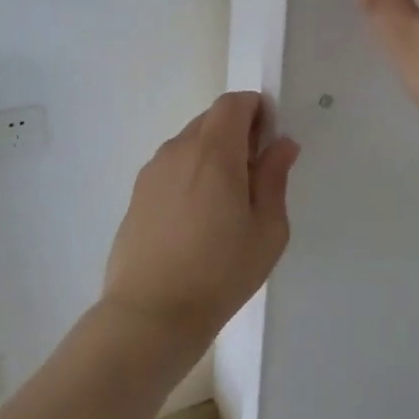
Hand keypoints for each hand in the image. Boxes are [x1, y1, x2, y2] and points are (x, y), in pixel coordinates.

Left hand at [103, 92, 299, 344]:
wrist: (151, 314)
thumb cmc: (220, 272)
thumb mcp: (267, 229)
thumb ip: (274, 178)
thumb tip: (281, 144)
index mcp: (213, 152)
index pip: (233, 103)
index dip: (256, 110)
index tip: (270, 140)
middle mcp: (178, 150)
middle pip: (210, 120)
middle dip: (237, 132)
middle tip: (254, 175)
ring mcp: (152, 172)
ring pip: (189, 143)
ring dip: (212, 154)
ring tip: (226, 203)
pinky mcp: (137, 194)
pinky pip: (171, 167)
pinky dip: (190, 174)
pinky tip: (197, 219)